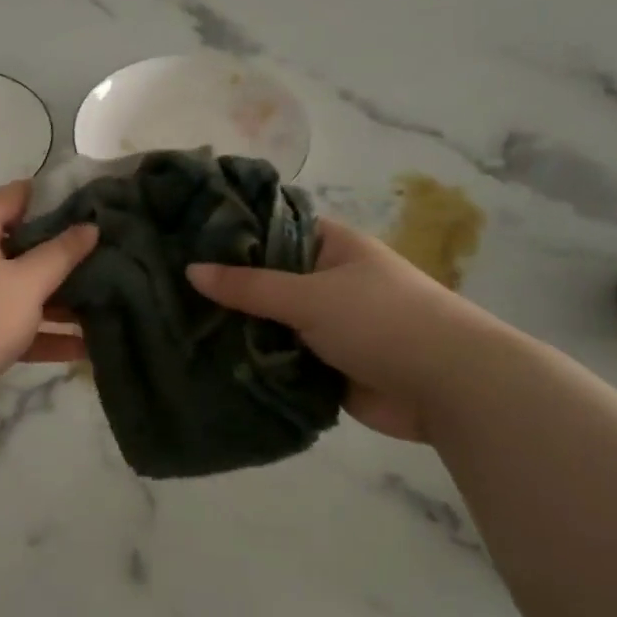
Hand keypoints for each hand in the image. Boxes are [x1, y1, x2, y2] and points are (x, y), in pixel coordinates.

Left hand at [0, 182, 96, 422]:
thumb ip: (60, 253)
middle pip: (22, 245)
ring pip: (22, 290)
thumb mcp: (26, 281)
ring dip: (60, 298)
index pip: (14, 197)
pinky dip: (46, 334)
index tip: (91, 203)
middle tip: (108, 252)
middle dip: (63, 252)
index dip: (51, 195)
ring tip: (107, 298)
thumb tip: (90, 226)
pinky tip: (85, 346)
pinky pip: (17, 327)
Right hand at [186, 219, 502, 441]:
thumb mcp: (310, 295)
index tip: (181, 241)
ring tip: (177, 327)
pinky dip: (254, 362)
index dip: (231, 234)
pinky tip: (208, 362)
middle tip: (168, 290)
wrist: (448, 387)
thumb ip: (249, 286)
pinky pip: (279, 358)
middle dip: (226, 289)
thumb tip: (190, 270)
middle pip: (265, 280)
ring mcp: (325, 325)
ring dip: (237, 330)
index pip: (270, 229)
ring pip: (269, 323)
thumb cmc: (382, 321)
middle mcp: (326, 281)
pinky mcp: (324, 366)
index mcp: (330, 247)